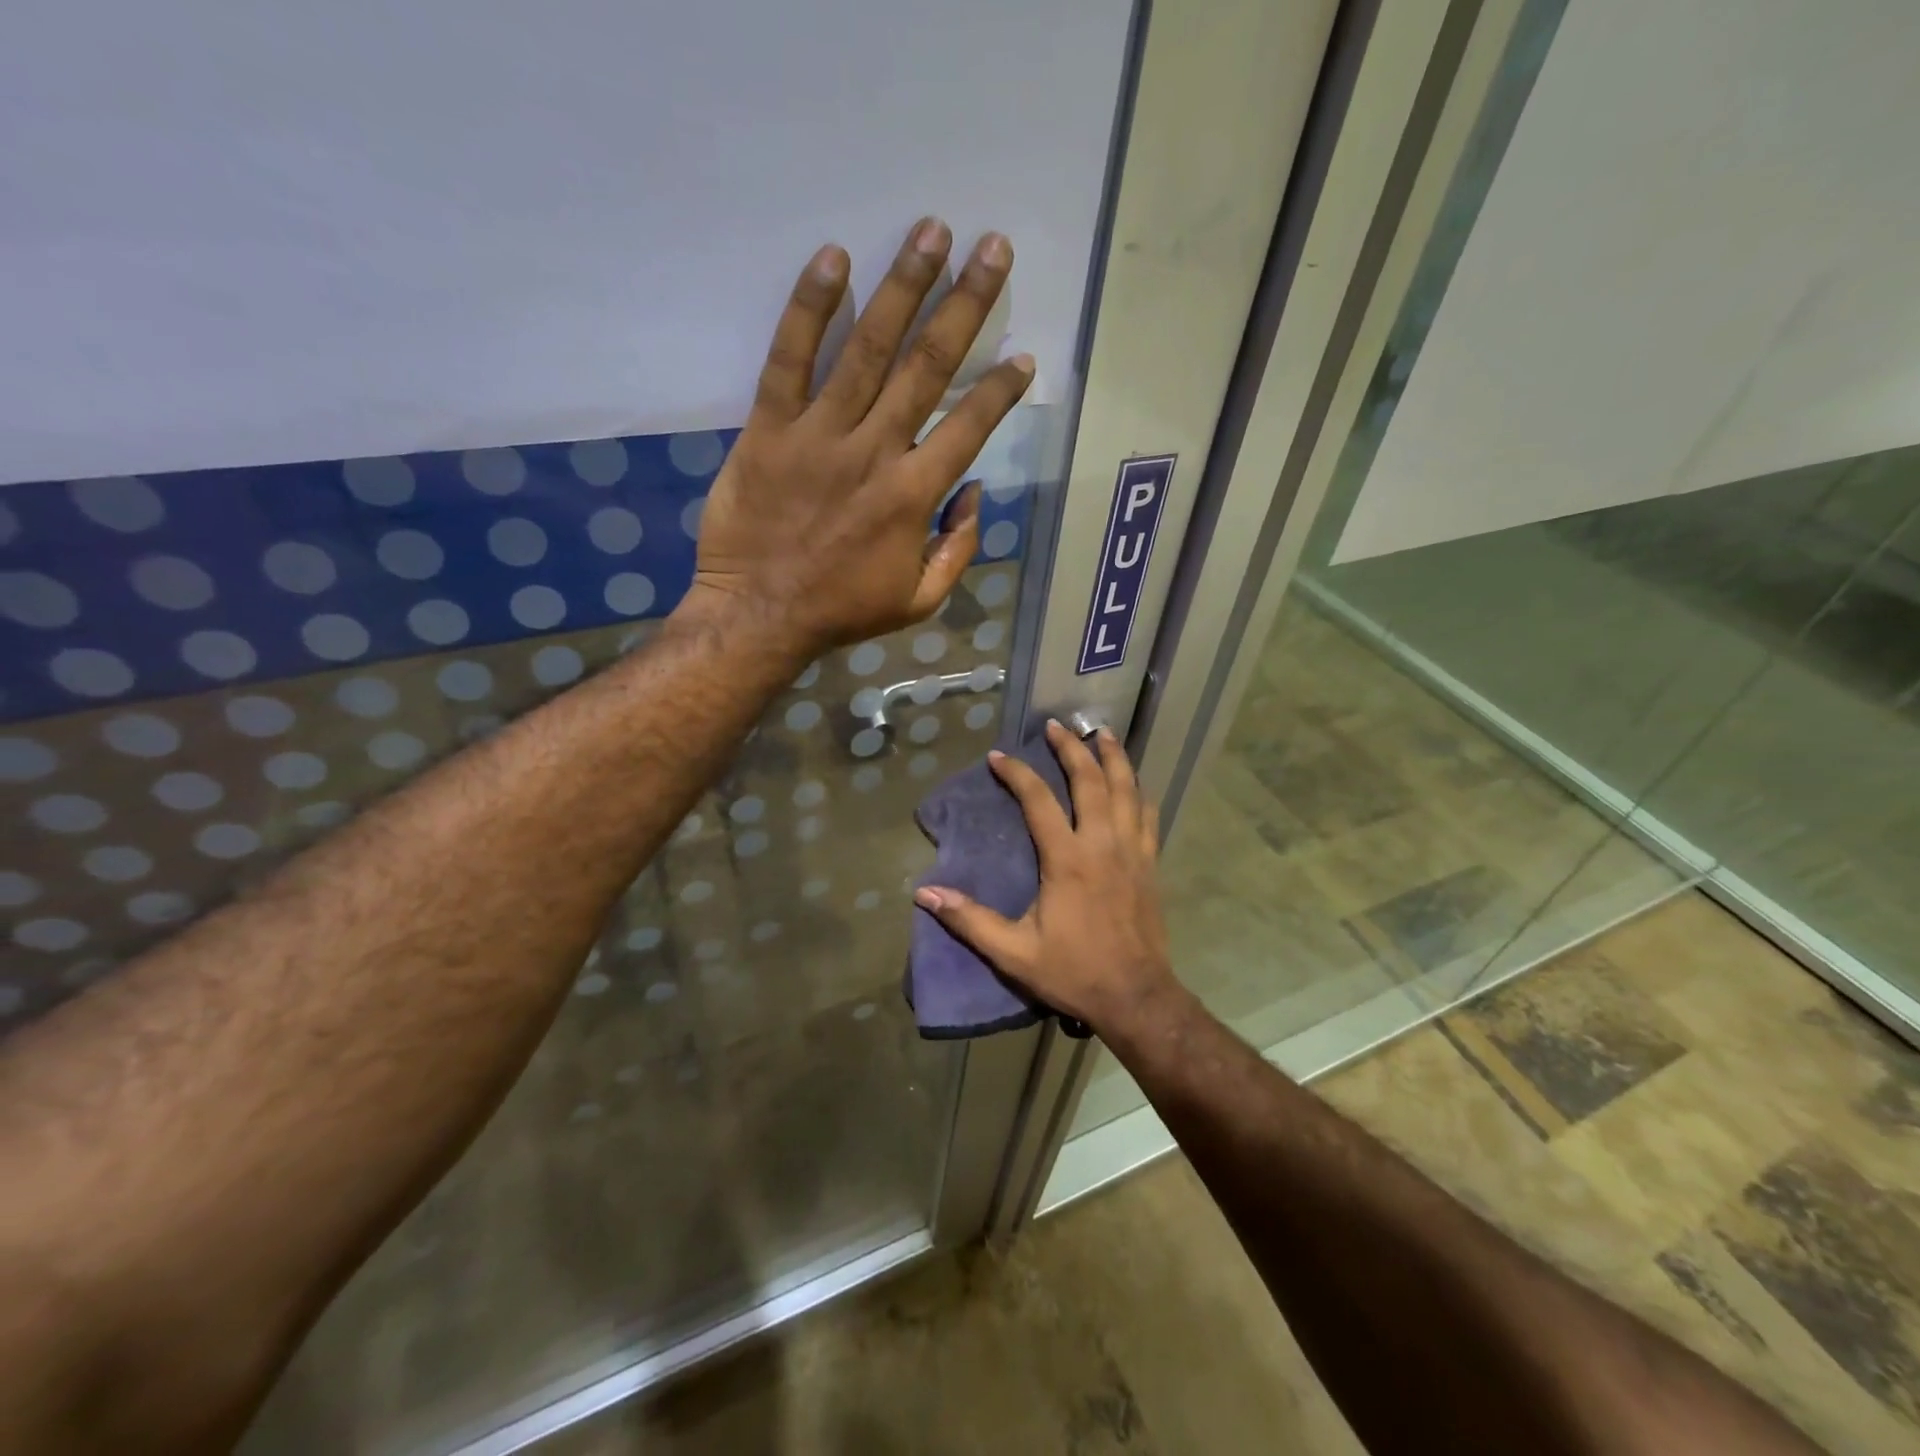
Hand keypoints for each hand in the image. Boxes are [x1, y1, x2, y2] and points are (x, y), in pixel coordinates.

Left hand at [684, 218, 1034, 657]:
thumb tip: (975, 493)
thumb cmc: (842, 611)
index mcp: (914, 496)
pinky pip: (789, 359)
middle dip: (966, 304)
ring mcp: (819, 435)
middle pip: (927, 366)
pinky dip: (809, 307)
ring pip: (867, 349)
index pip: (970, 426)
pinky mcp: (768, 429)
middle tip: (993, 248)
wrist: (760, 616)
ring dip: (904, 286)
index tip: (1023, 355)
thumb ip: (958, 549)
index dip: (1001, 388)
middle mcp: (875, 452)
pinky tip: (834, 258)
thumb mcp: (920, 601)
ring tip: (932, 231)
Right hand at [913, 720, 1178, 1033]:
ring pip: (1127, 789)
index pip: (1039, 801)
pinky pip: (1148, 815)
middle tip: (1057, 725)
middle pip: (1091, 781)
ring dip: (1114, 757)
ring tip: (1102, 732)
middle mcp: (1103, 844)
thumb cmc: (1073, 972)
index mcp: (1068, 860)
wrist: (1136, 997)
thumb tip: (925, 893)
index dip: (1018, 774)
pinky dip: (1138, 791)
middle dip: (1072, 748)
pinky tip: (1133, 781)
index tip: (999, 756)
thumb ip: (969, 920)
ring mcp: (1133, 851)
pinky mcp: (1151, 863)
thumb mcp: (1013, 952)